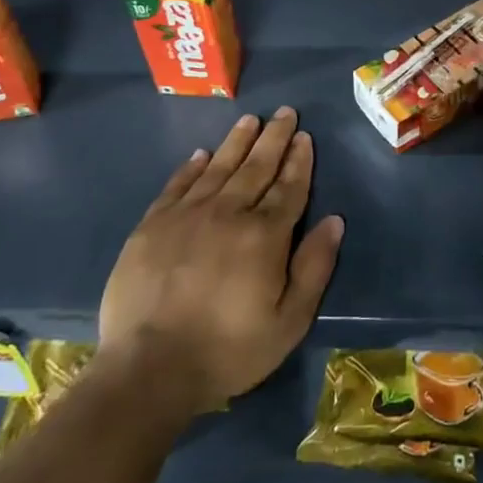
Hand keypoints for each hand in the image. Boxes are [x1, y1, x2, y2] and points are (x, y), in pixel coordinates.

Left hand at [97, 107, 343, 413]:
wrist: (149, 369)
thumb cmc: (229, 350)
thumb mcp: (289, 321)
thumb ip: (314, 267)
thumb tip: (334, 220)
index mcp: (265, 235)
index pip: (289, 187)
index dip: (299, 160)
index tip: (305, 137)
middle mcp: (228, 213)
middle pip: (257, 167)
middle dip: (274, 138)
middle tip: (285, 112)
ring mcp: (186, 216)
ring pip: (219, 167)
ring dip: (237, 142)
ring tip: (250, 120)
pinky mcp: (152, 226)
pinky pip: (177, 185)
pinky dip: (192, 167)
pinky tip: (201, 154)